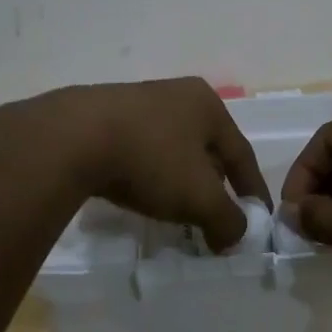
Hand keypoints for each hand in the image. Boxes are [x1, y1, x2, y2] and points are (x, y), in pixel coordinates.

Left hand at [17, 77, 268, 251]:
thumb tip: (235, 236)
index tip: (258, 220)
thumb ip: (227, 220)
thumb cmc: (150, 159)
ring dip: (180, 181)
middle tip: (217, 218)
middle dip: (215, 186)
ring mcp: (139, 103)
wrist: (73, 137)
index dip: (252, 191)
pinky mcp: (106, 117)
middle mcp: (177, 95)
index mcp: (207, 104)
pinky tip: (142, 196)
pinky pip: (142, 151)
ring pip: (173, 150)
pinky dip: (151, 176)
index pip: (241, 153)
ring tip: (179, 212)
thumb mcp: (199, 197)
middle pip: (207, 148)